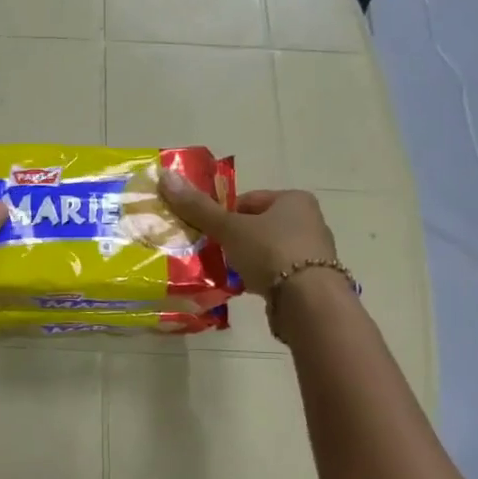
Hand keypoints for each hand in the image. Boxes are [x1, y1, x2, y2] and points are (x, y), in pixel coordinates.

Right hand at [158, 173, 339, 298]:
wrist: (308, 301)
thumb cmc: (270, 252)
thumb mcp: (230, 228)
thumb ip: (199, 208)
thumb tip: (165, 177)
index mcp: (294, 200)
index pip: (250, 200)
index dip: (225, 213)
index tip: (209, 231)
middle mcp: (309, 221)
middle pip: (259, 225)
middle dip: (235, 238)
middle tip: (213, 252)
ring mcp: (313, 253)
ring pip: (267, 251)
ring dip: (247, 260)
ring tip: (226, 272)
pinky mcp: (311, 281)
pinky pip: (276, 274)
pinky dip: (260, 278)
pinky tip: (244, 288)